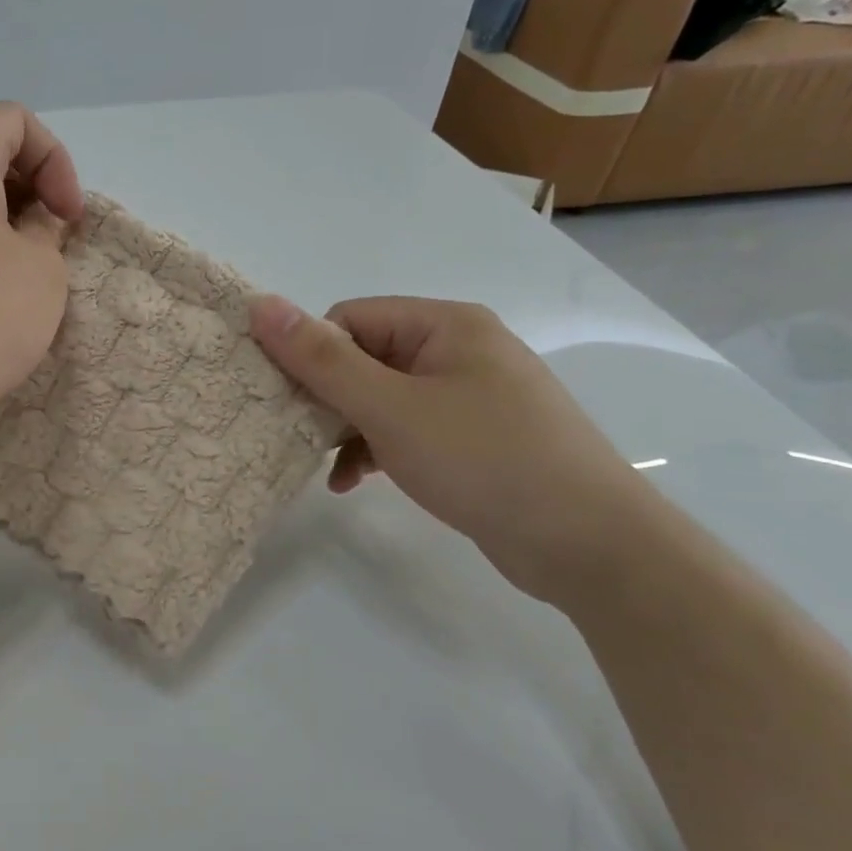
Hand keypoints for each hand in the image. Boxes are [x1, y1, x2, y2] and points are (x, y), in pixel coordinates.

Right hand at [250, 295, 655, 593]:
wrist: (591, 546)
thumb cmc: (484, 460)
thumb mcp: (390, 408)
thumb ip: (321, 360)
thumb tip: (260, 304)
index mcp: (445, 325)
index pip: (350, 320)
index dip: (314, 357)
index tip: (293, 403)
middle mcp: (459, 350)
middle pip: (364, 358)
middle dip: (329, 399)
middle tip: (302, 438)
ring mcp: (471, 396)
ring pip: (382, 398)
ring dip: (348, 430)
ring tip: (328, 469)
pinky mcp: (474, 438)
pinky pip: (408, 429)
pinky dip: (377, 450)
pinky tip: (355, 483)